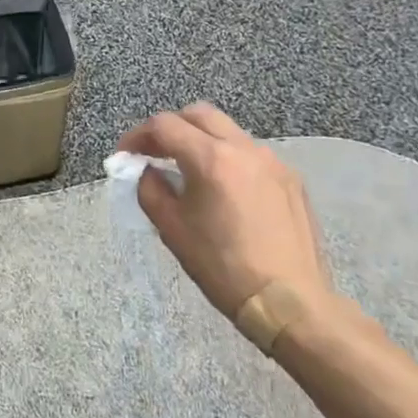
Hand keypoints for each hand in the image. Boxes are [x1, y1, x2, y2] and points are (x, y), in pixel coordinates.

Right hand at [115, 103, 333, 321]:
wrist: (290, 303)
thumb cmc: (223, 267)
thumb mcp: (172, 230)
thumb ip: (151, 189)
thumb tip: (147, 171)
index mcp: (211, 158)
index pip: (164, 125)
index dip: (138, 136)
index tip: (126, 155)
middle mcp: (244, 148)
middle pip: (199, 114)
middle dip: (171, 127)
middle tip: (155, 152)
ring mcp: (272, 160)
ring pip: (228, 130)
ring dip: (201, 140)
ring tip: (188, 171)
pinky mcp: (290, 178)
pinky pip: (250, 154)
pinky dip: (228, 158)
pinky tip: (224, 190)